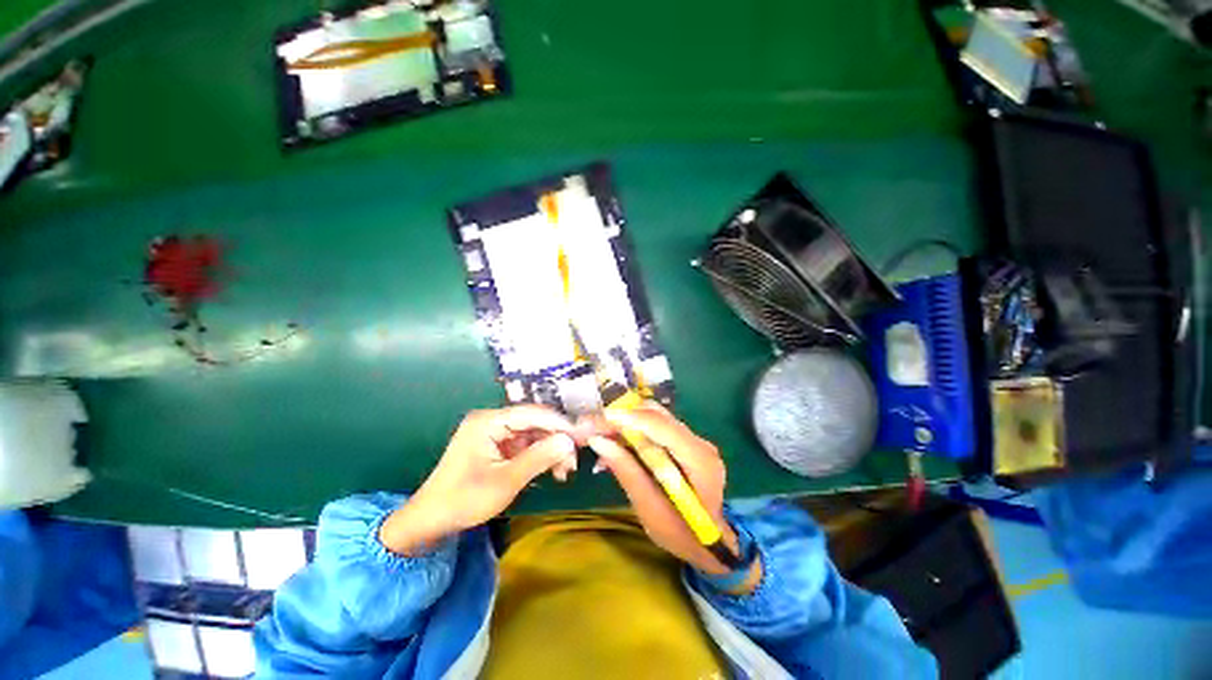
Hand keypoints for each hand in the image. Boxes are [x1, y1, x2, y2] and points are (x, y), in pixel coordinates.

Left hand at [380, 406, 577, 555]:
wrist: (430, 521)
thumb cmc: (464, 500)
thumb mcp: (505, 481)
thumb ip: (539, 458)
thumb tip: (569, 441)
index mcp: (488, 421)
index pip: (532, 413)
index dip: (558, 423)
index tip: (581, 437)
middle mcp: (492, 421)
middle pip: (534, 423)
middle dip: (555, 440)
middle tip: (574, 460)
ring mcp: (494, 433)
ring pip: (532, 434)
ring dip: (550, 450)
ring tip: (564, 471)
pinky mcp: (496, 446)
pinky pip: (524, 445)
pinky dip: (539, 456)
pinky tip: (552, 471)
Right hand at [586, 405, 742, 576]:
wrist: (711, 543)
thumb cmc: (682, 535)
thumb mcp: (650, 510)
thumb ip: (626, 472)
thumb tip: (598, 441)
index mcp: (699, 461)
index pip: (663, 427)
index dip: (631, 418)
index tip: (600, 418)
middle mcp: (699, 442)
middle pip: (657, 416)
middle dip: (621, 417)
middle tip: (590, 426)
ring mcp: (693, 440)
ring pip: (654, 417)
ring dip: (624, 422)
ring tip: (597, 433)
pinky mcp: (684, 442)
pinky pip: (655, 428)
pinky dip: (632, 431)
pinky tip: (614, 443)